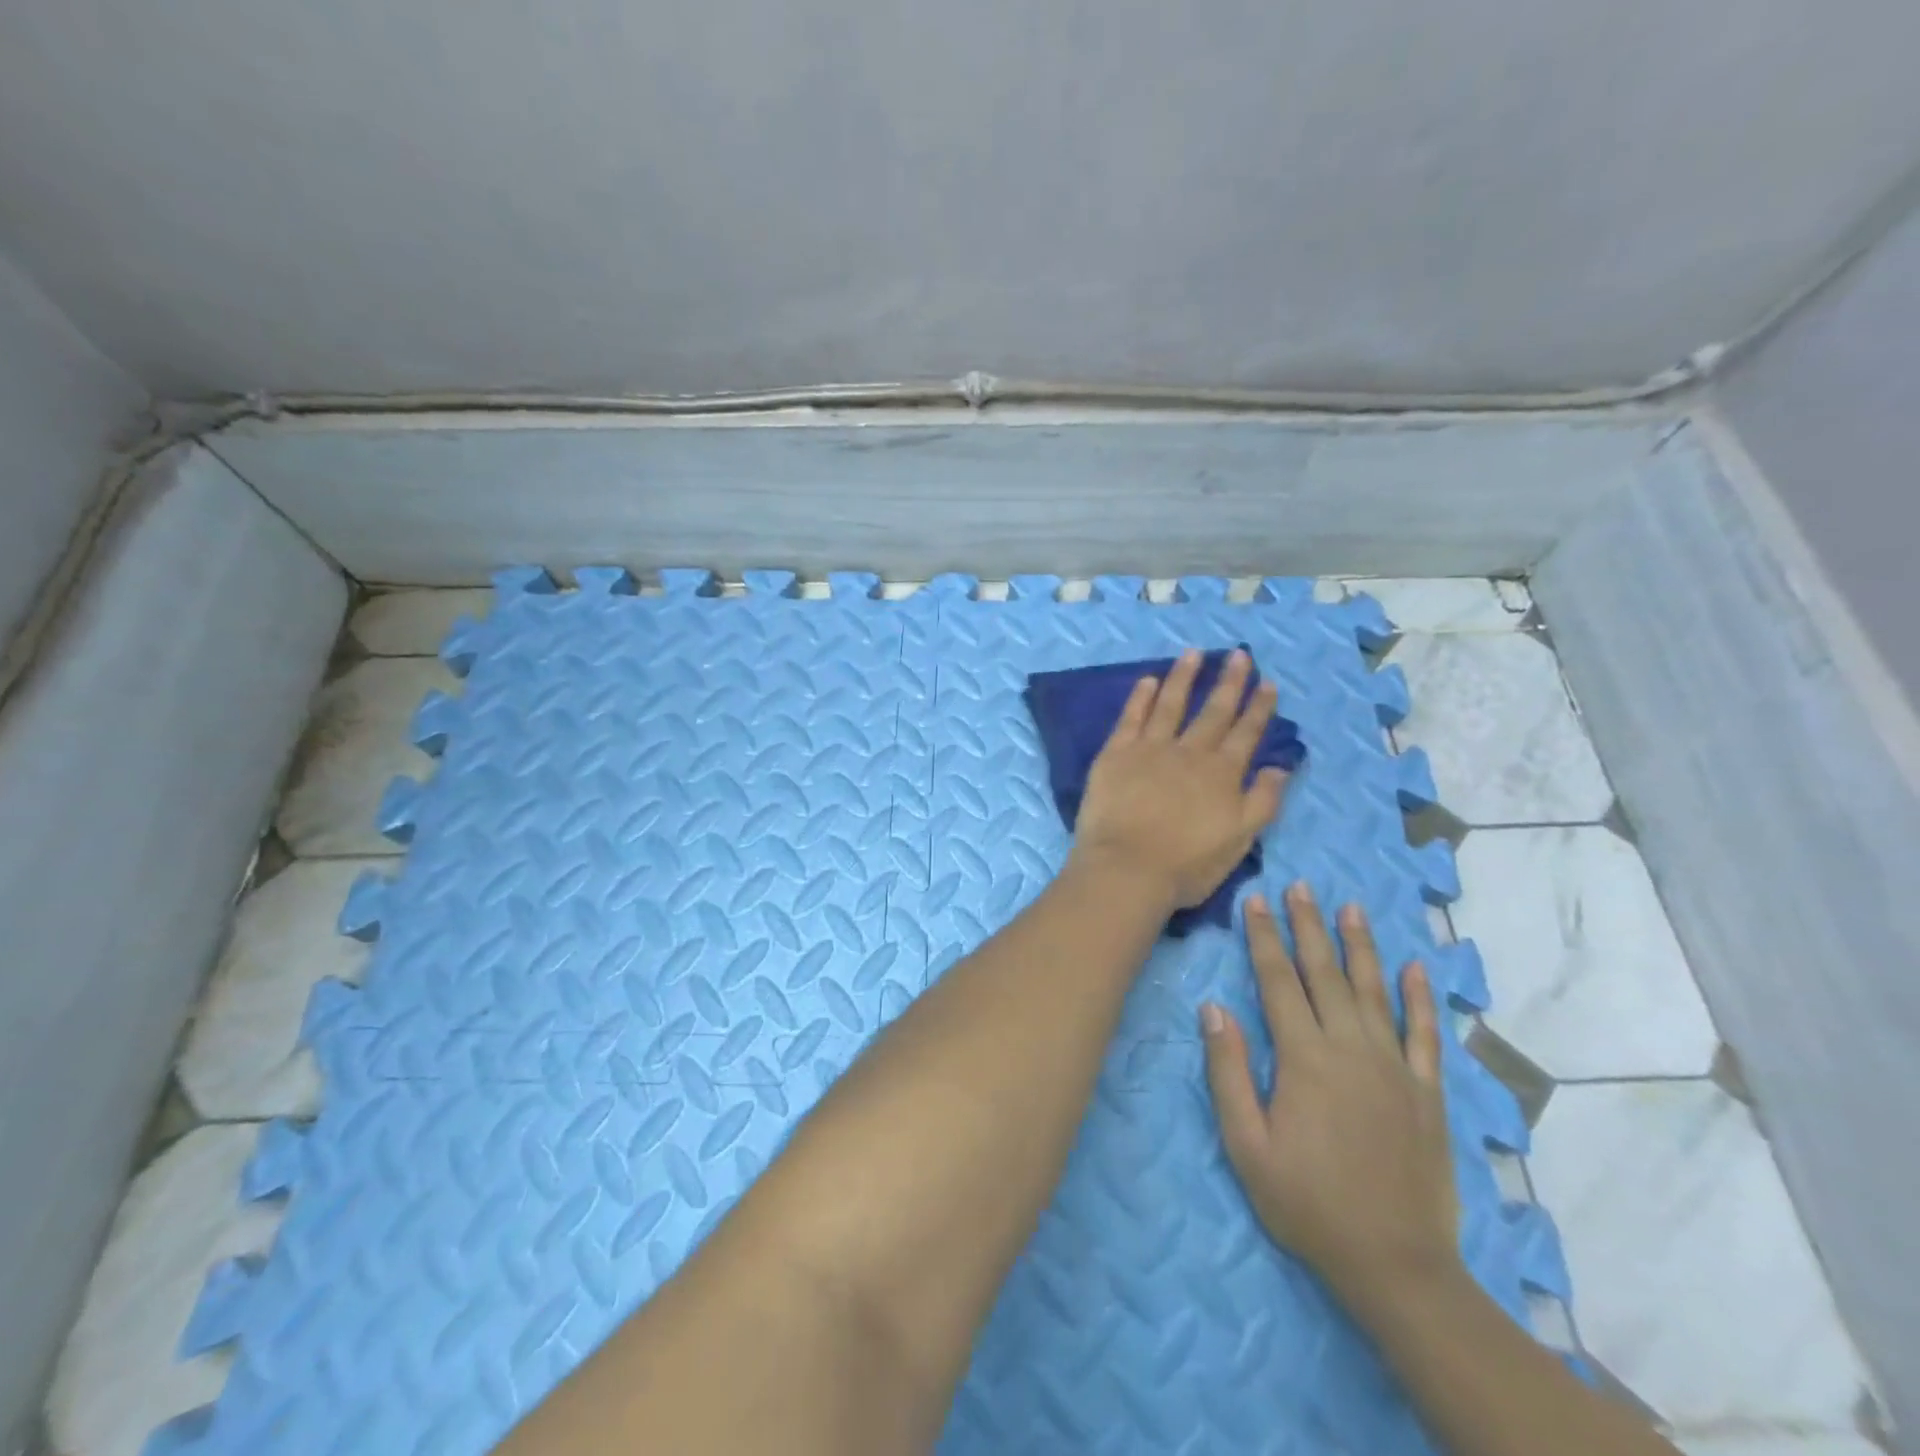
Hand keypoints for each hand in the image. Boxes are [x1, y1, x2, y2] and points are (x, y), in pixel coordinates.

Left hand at [1069, 648, 1288, 910]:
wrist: (1127, 868)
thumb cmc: (1186, 865)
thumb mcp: (1239, 841)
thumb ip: (1263, 801)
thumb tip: (1280, 766)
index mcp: (1222, 774)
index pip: (1246, 734)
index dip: (1258, 708)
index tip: (1267, 683)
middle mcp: (1190, 753)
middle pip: (1213, 711)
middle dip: (1229, 682)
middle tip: (1239, 655)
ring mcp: (1151, 749)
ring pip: (1171, 704)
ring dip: (1184, 677)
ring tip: (1194, 653)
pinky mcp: (1116, 753)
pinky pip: (1131, 717)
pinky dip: (1140, 697)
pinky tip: (1147, 680)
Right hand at [1202, 884, 1458, 1316]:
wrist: (1396, 1265)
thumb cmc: (1308, 1203)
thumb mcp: (1247, 1144)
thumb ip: (1228, 1072)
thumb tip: (1214, 1008)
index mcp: (1304, 1058)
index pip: (1278, 981)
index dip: (1265, 938)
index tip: (1257, 900)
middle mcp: (1351, 1048)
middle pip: (1325, 973)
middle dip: (1309, 926)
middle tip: (1301, 886)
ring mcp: (1394, 1067)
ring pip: (1375, 991)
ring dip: (1361, 946)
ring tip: (1352, 907)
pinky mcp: (1426, 1092)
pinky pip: (1425, 1034)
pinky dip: (1421, 998)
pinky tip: (1416, 968)